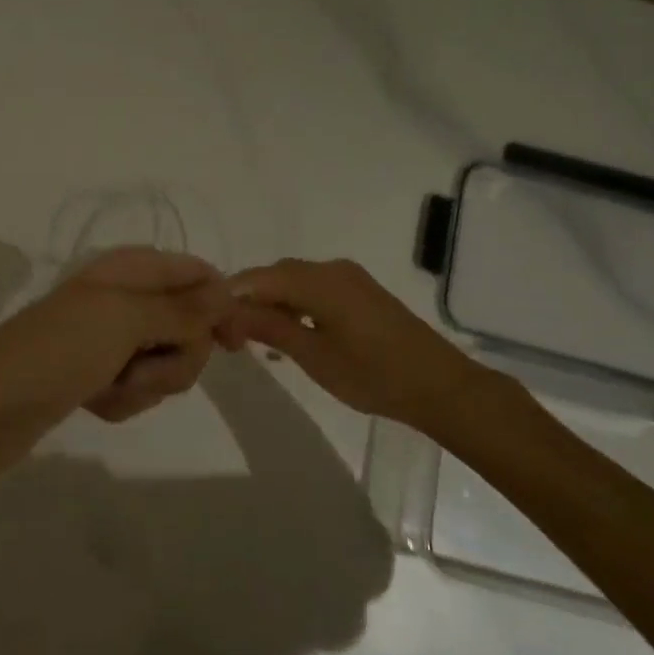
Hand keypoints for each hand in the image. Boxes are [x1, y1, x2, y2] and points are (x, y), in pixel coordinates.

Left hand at [0, 247, 229, 486]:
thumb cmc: (56, 352)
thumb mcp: (124, 320)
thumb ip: (182, 309)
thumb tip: (230, 290)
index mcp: (130, 269)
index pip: (198, 274)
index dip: (220, 305)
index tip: (234, 345)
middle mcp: (125, 297)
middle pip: (189, 324)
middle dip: (175, 357)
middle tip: (141, 368)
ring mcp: (110, 338)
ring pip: (167, 361)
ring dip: (146, 384)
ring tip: (109, 388)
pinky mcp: (99, 375)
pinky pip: (139, 387)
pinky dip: (124, 399)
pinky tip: (95, 403)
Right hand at [220, 258, 495, 430]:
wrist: (439, 385)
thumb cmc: (374, 374)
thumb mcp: (314, 356)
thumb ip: (270, 329)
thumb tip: (229, 312)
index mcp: (319, 280)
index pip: (259, 278)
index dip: (232, 298)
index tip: (214, 328)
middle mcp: (332, 269)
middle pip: (276, 275)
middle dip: (249, 300)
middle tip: (231, 338)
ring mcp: (349, 278)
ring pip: (295, 281)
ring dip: (272, 303)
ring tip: (255, 339)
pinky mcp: (361, 292)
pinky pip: (315, 289)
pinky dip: (295, 305)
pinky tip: (290, 333)